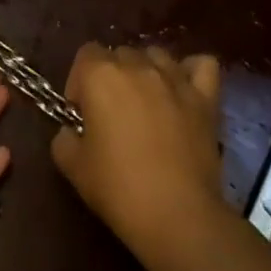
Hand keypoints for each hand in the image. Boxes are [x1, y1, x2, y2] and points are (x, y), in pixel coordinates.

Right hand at [51, 44, 224, 258]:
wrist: (178, 216)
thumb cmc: (119, 189)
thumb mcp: (73, 167)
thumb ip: (65, 139)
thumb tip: (73, 132)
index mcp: (101, 76)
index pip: (85, 54)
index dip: (79, 82)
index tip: (82, 114)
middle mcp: (138, 66)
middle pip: (120, 54)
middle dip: (112, 78)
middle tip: (112, 116)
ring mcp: (175, 79)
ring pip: (156, 56)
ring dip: (147, 72)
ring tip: (147, 104)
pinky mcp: (205, 98)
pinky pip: (201, 65)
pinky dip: (191, 72)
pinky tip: (183, 91)